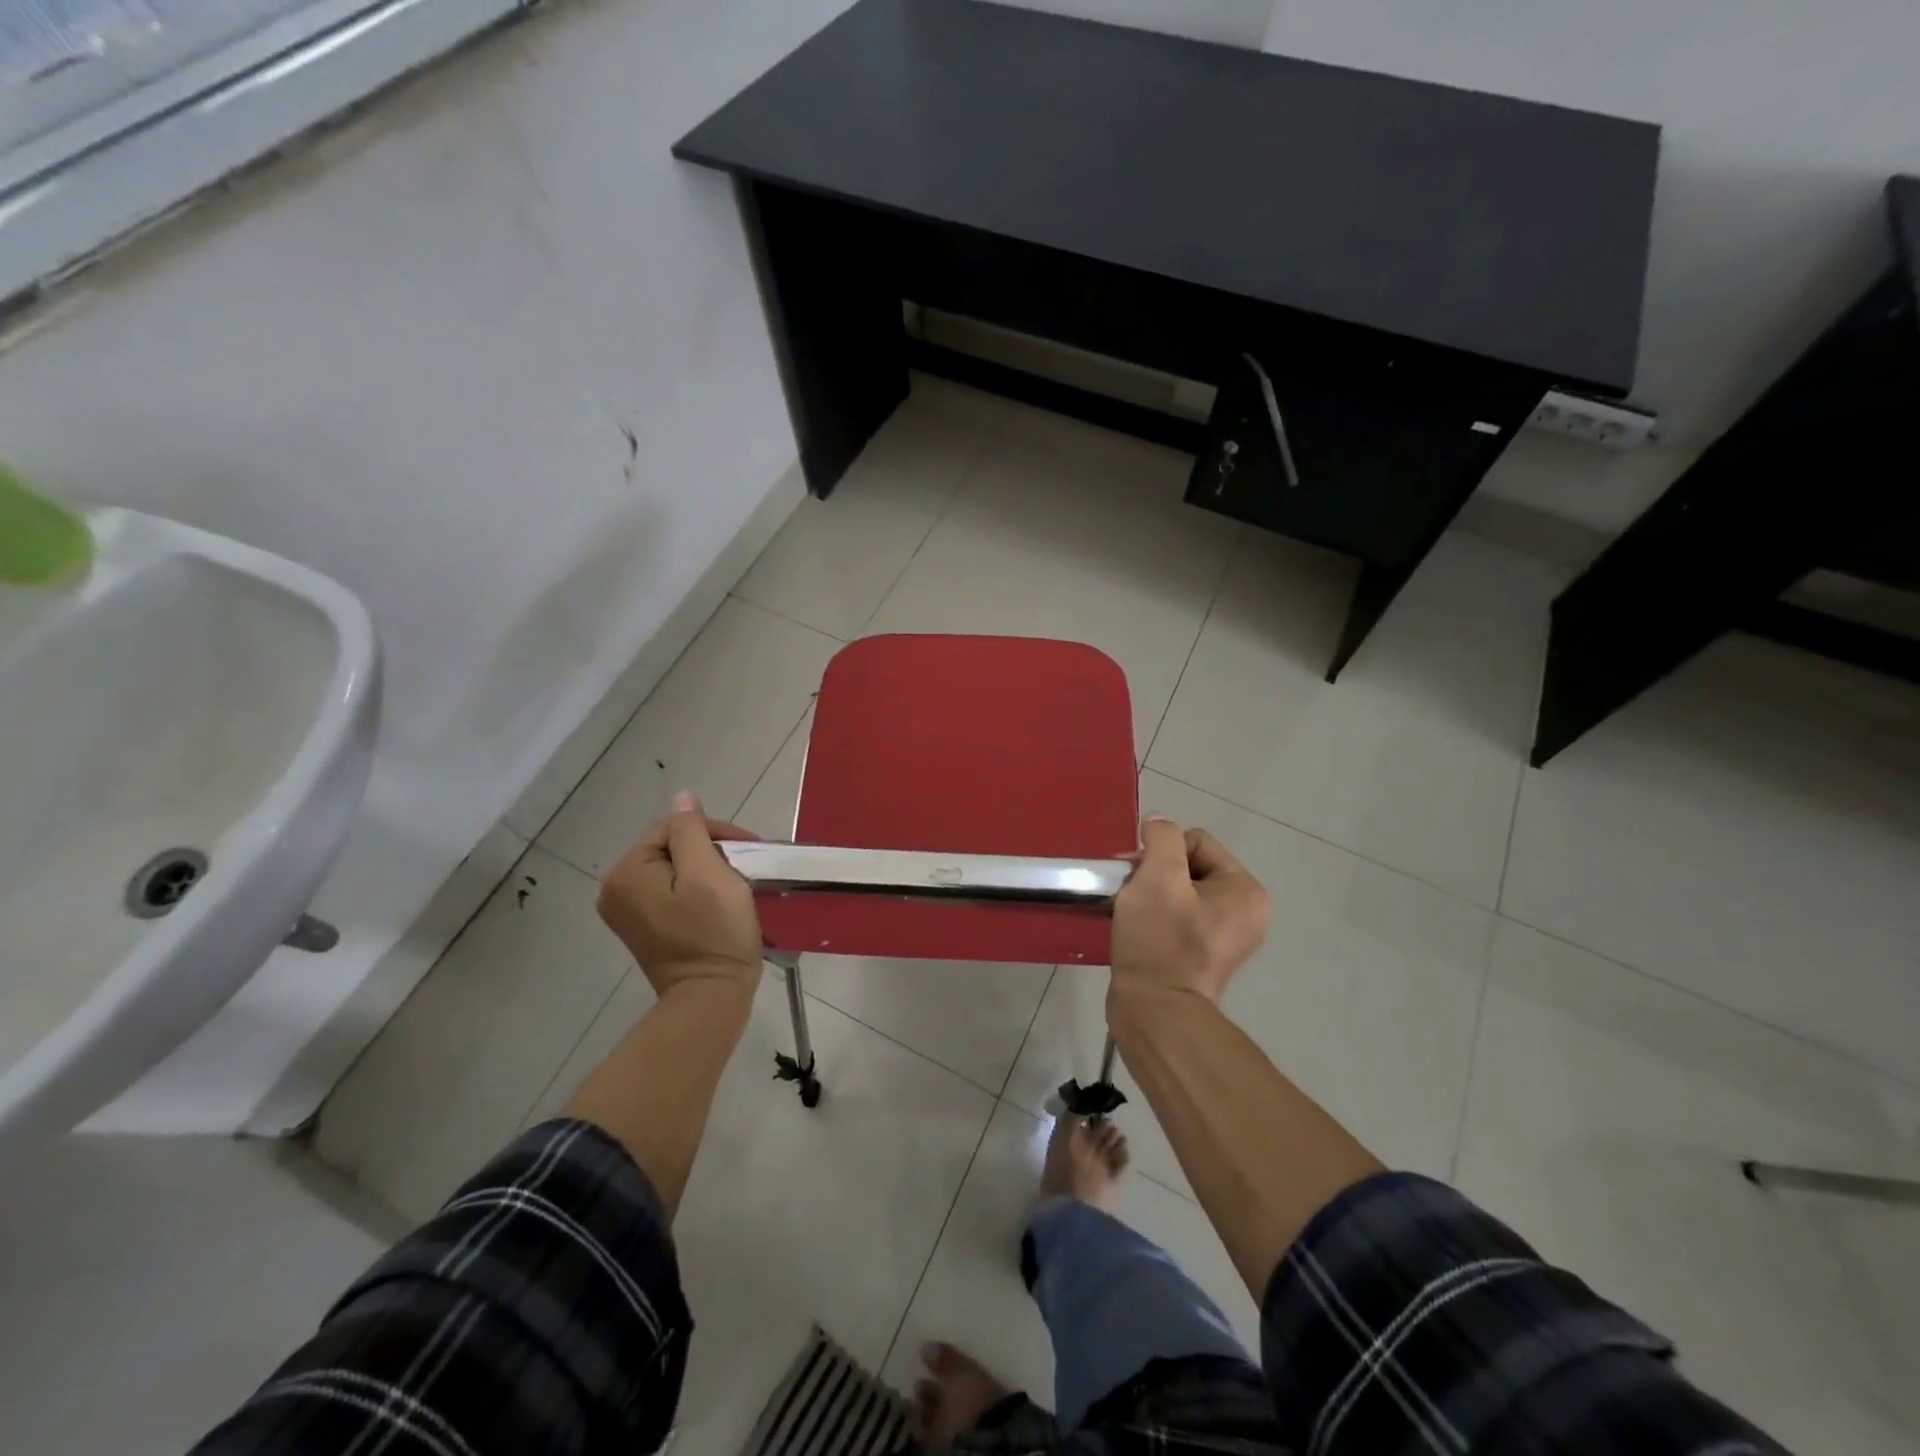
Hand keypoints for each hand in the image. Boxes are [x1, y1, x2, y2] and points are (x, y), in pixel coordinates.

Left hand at [598, 791, 763, 996]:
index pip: (673, 827)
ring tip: (738, 881)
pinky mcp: (645, 928)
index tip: (749, 847)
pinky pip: (672, 891)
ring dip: (708, 868)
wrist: (711, 997)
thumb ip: (692, 830)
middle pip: (672, 847)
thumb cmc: (714, 932)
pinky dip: (697, 889)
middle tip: (746, 865)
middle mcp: (616, 889)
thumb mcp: (708, 872)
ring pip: (675, 868)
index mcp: (627, 872)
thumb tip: (682, 797)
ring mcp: (628, 912)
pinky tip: (720, 899)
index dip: (713, 831)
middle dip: (711, 850)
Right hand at [1109, 814, 1269, 1007]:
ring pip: (1178, 892)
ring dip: (1150, 895)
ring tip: (1130, 914)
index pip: (1196, 841)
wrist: (1155, 1012)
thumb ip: (1161, 838)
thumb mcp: (1158, 876)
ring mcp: (1225, 938)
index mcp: (1245, 890)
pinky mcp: (1202, 957)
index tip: (1137, 876)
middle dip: (1155, 874)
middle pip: (1188, 866)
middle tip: (1129, 894)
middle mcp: (1245, 912)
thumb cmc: (1160, 940)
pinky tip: (1137, 930)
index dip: (1161, 852)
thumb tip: (1159, 821)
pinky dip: (1154, 917)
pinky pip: (1177, 918)